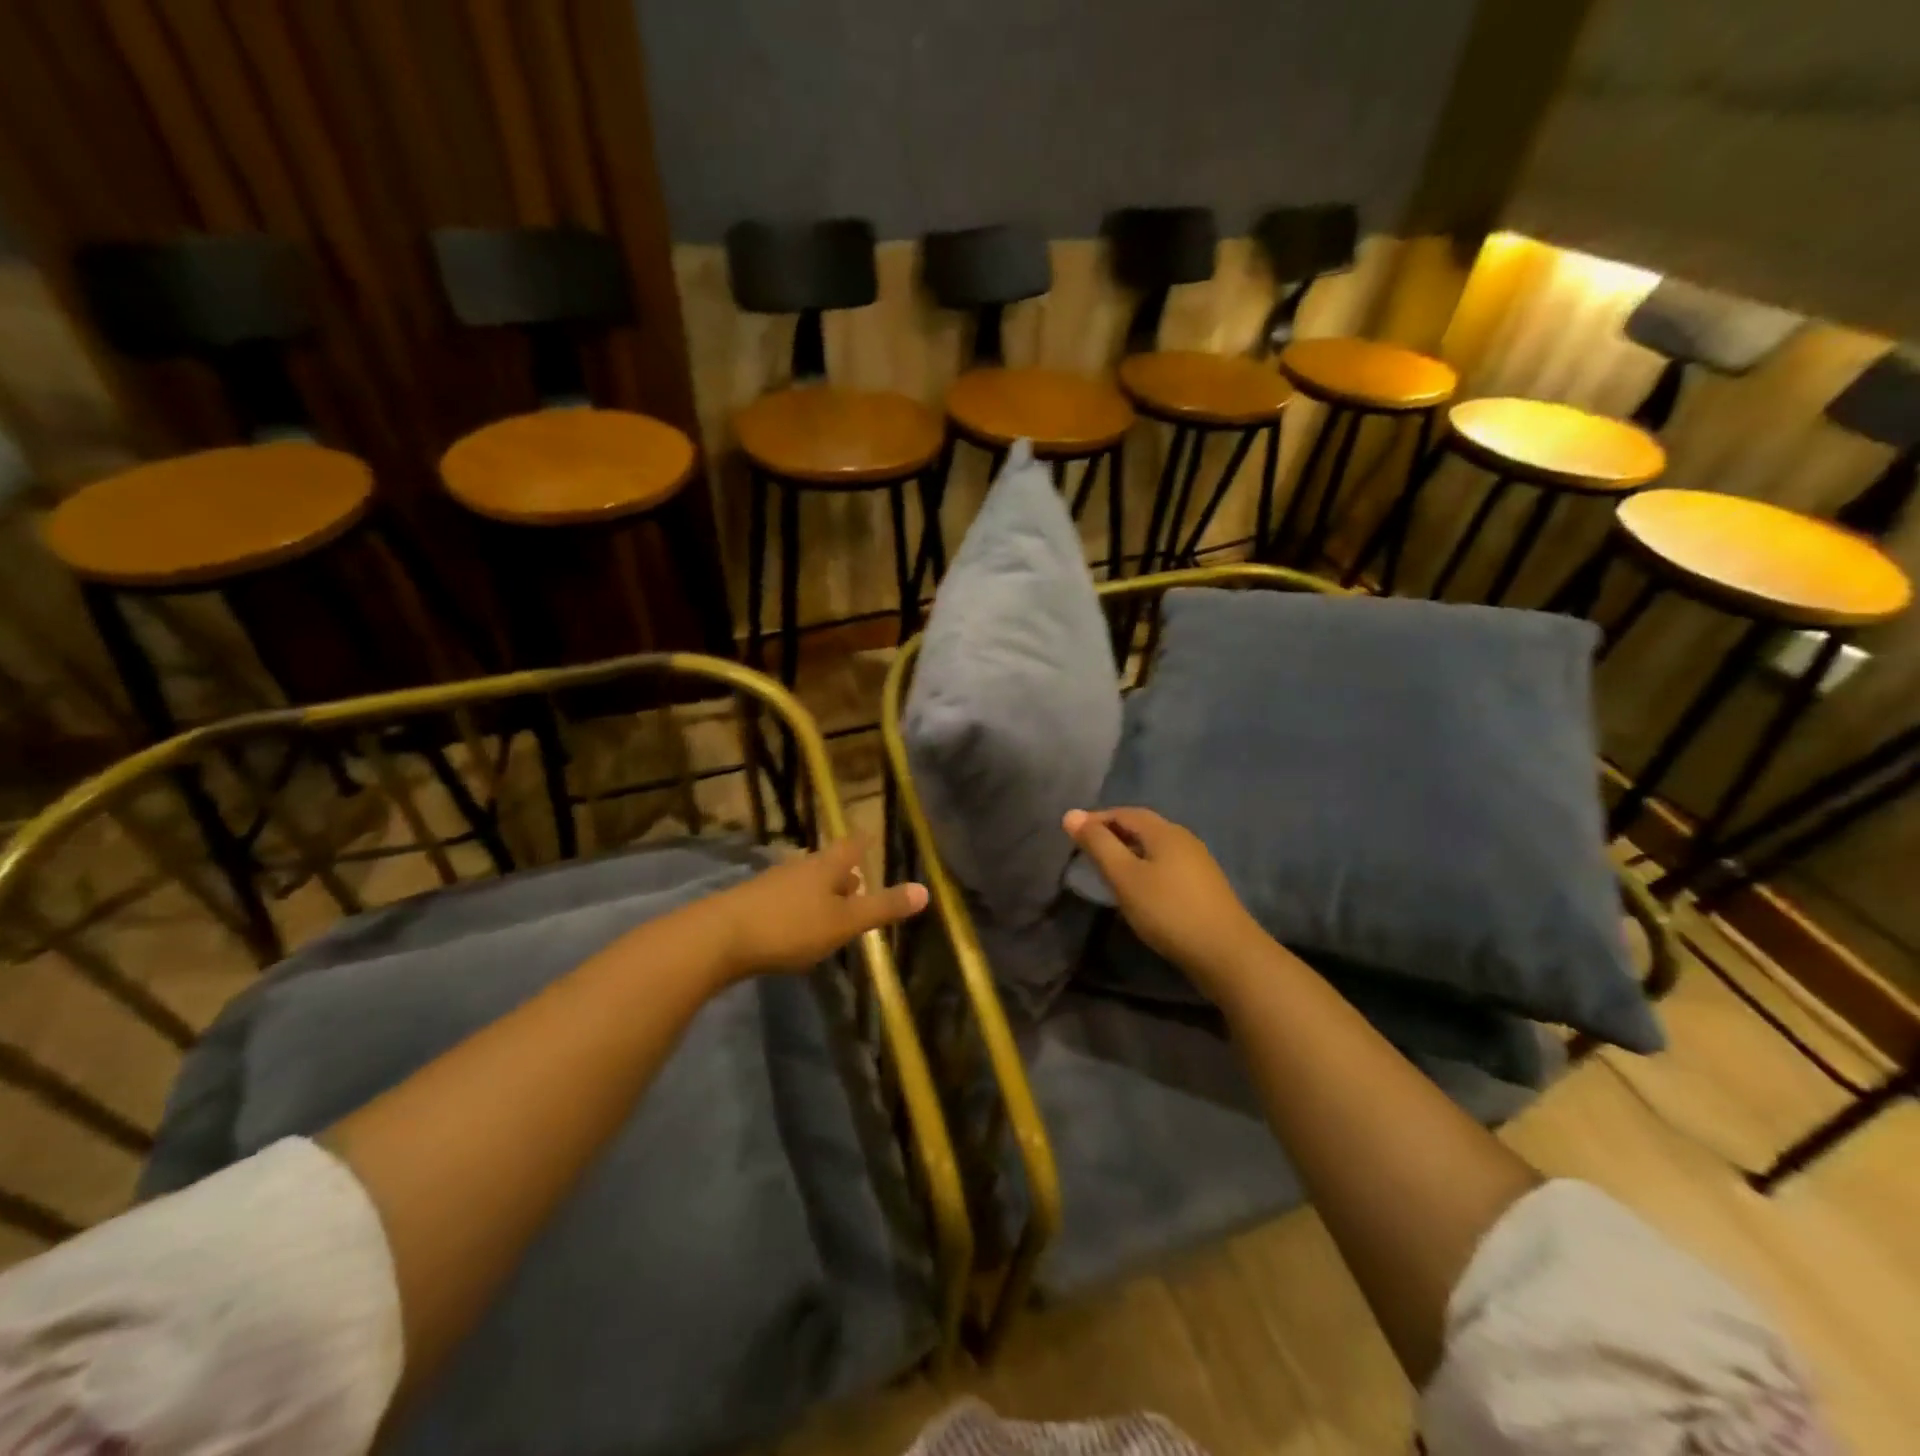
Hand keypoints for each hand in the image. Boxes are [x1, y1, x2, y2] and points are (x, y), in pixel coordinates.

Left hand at [698, 834, 927, 979]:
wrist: (718, 938)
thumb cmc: (790, 926)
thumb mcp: (844, 922)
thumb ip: (882, 908)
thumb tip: (926, 891)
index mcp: (826, 866)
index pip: (852, 845)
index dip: (864, 842)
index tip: (871, 836)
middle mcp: (799, 867)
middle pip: (828, 864)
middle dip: (844, 873)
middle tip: (859, 881)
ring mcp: (772, 884)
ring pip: (806, 883)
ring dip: (821, 893)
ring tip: (833, 909)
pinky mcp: (751, 905)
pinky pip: (785, 900)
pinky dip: (800, 908)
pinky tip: (798, 928)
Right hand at [1064, 807, 1269, 996]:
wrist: (1227, 954)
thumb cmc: (1168, 911)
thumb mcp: (1125, 877)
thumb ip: (1098, 845)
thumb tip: (1071, 814)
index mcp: (1164, 831)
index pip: (1124, 812)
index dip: (1097, 819)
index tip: (1073, 833)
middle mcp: (1184, 839)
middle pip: (1143, 826)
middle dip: (1113, 832)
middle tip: (1087, 848)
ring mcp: (1198, 862)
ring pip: (1156, 846)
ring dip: (1130, 850)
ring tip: (1108, 868)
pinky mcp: (1204, 885)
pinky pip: (1167, 863)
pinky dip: (1145, 866)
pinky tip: (1139, 887)